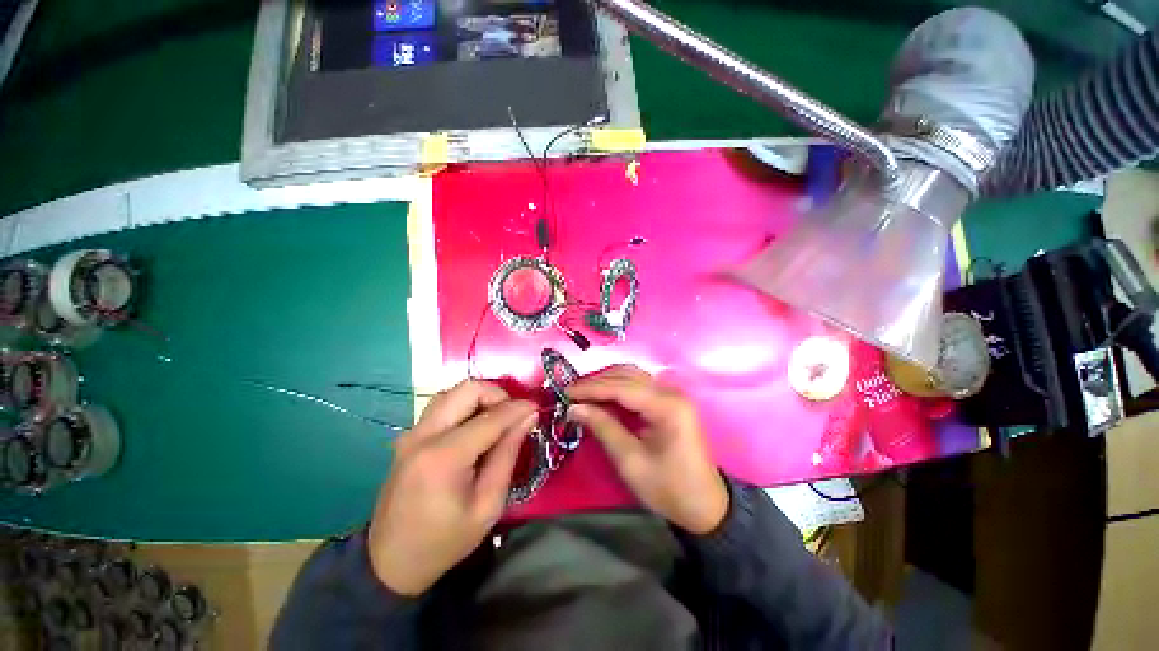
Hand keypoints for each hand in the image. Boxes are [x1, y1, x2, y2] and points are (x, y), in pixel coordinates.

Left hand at [368, 380, 537, 594]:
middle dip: (498, 394)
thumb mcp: (488, 505)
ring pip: (453, 392)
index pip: (491, 417)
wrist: (391, 562)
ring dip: (480, 397)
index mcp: (444, 457)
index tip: (537, 409)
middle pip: (467, 389)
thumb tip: (528, 418)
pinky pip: (442, 406)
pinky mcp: (410, 437)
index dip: (518, 408)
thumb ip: (508, 455)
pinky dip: (465, 405)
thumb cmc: (445, 540)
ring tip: (497, 419)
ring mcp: (412, 433)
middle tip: (514, 415)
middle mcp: (424, 435)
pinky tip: (475, 427)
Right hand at [566, 366, 728, 534]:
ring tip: (583, 393)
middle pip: (628, 375)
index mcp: (667, 406)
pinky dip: (618, 388)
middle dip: (597, 382)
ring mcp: (673, 394)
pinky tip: (602, 397)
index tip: (566, 391)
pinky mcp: (670, 400)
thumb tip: (574, 407)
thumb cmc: (668, 489)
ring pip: (633, 376)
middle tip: (571, 393)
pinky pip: (639, 385)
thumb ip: (603, 428)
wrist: (705, 506)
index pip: (622, 387)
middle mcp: (672, 392)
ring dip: (606, 381)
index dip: (592, 387)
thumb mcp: (631, 462)